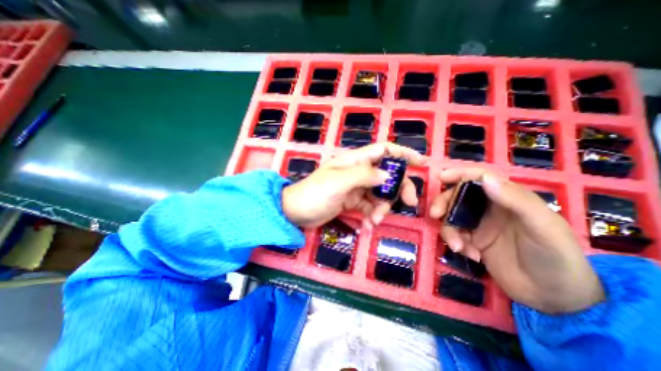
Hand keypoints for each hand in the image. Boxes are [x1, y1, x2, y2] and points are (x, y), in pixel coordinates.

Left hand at [282, 143, 425, 227]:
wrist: (296, 212)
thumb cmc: (315, 193)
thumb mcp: (339, 182)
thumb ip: (364, 176)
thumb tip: (388, 176)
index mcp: (355, 161)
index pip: (383, 150)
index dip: (403, 154)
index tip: (421, 164)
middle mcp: (358, 172)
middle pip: (387, 175)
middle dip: (399, 189)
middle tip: (408, 204)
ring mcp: (356, 187)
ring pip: (380, 194)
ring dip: (382, 207)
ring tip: (374, 220)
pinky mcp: (353, 201)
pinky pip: (369, 206)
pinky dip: (372, 215)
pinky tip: (368, 225)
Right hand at [429, 170, 601, 313]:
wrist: (554, 298)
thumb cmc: (555, 257)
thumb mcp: (542, 226)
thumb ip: (515, 200)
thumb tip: (484, 179)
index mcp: (507, 197)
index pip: (479, 178)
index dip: (459, 174)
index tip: (440, 177)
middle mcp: (489, 208)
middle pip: (457, 196)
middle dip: (443, 203)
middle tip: (435, 214)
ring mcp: (479, 224)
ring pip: (451, 216)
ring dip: (449, 229)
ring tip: (458, 246)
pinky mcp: (472, 240)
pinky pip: (454, 234)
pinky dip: (456, 242)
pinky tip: (471, 255)